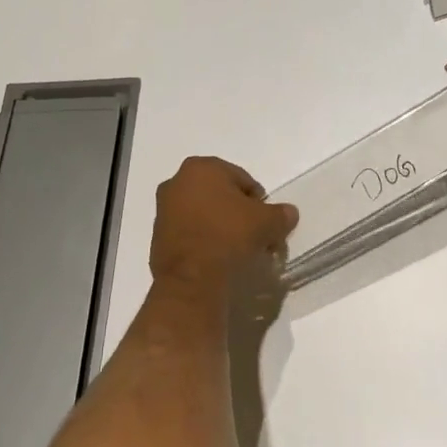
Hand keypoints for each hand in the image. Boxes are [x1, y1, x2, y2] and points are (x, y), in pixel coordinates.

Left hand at [150, 156, 297, 291]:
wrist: (191, 278)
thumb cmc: (229, 236)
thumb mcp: (267, 223)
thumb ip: (281, 214)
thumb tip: (289, 213)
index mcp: (201, 167)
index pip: (242, 179)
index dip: (259, 201)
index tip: (267, 222)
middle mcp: (177, 182)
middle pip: (221, 195)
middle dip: (239, 213)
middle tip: (255, 236)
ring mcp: (164, 209)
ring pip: (204, 214)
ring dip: (221, 227)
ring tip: (238, 250)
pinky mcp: (158, 236)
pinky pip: (190, 232)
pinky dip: (204, 240)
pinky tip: (218, 258)